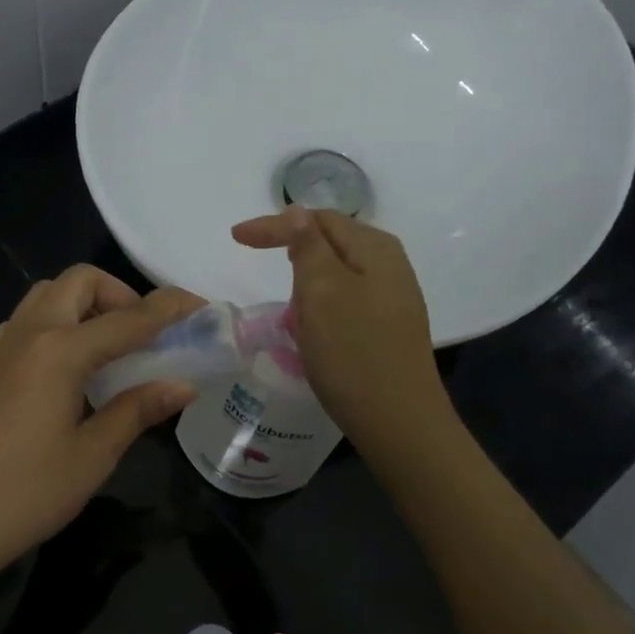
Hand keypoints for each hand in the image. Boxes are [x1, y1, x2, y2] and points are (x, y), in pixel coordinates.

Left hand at [0, 267, 204, 595]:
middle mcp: (28, 334)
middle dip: (121, 295)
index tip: (201, 305)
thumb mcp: (92, 455)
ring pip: (47, 296)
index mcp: (59, 351)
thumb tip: (183, 385)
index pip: (128, 318)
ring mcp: (0, 349)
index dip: (169, 309)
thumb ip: (137, 410)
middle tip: (145, 336)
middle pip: (79, 282)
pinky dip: (58, 323)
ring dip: (86, 305)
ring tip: (110, 350)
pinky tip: (69, 369)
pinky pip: (26, 322)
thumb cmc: (25, 494)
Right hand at [231, 207, 449, 450]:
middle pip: (330, 242)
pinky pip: (345, 300)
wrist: (399, 421)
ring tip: (286, 307)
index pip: (317, 219)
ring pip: (336, 274)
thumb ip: (309, 246)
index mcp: (375, 248)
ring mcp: (392, 297)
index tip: (235, 238)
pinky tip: (313, 329)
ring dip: (306, 283)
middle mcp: (390, 265)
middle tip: (261, 267)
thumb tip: (298, 212)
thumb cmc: (353, 353)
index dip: (275, 225)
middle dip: (293, 251)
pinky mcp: (388, 326)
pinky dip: (321, 306)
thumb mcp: (323, 292)